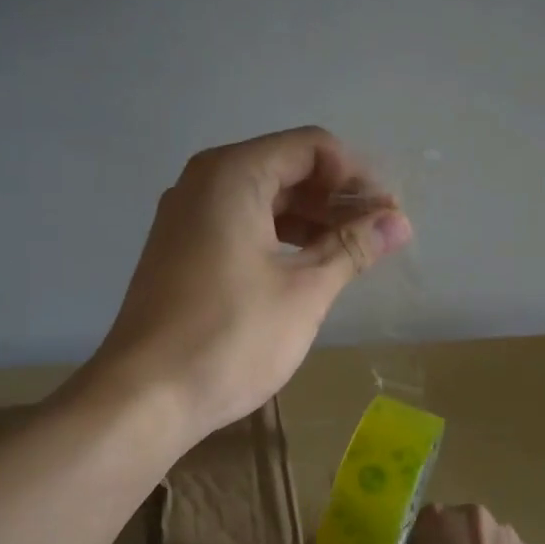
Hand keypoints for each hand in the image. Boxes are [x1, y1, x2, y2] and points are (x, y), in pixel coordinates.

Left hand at [89, 127, 412, 442]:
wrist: (145, 396)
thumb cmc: (231, 336)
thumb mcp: (305, 290)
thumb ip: (353, 247)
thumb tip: (399, 221)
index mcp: (233, 174)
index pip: (311, 147)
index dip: (356, 176)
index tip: (385, 216)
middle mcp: (204, 182)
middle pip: (286, 168)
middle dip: (336, 198)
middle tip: (377, 237)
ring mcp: (186, 216)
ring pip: (263, 199)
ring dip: (310, 220)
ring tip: (351, 256)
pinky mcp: (180, 250)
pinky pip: (239, 224)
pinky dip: (278, 238)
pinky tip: (307, 268)